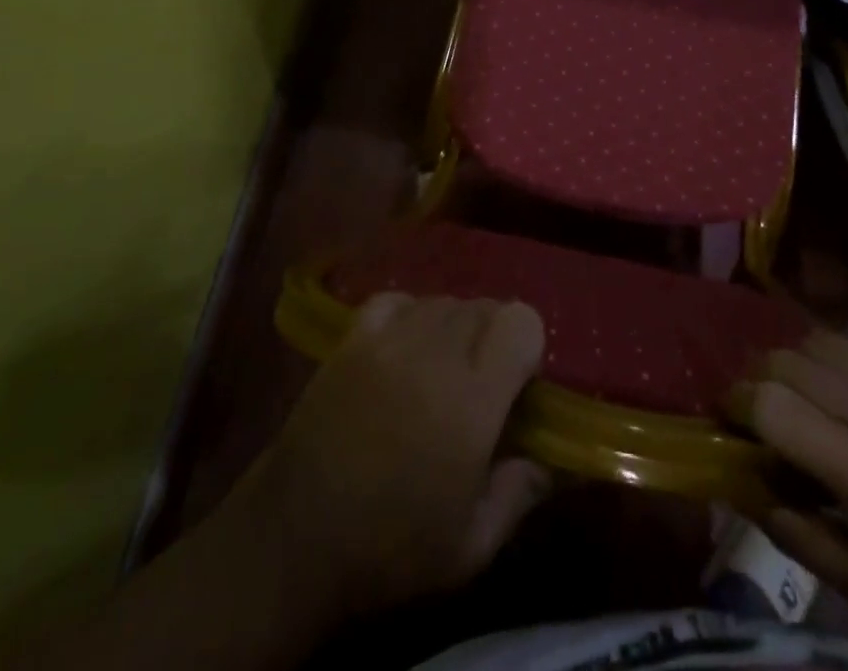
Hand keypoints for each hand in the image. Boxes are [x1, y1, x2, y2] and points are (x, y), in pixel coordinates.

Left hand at [233, 294, 552, 623]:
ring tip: (440, 372)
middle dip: (493, 338)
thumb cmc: (389, 547)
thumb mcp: (471, 546)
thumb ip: (520, 493)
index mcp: (472, 397)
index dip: (527, 345)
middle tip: (480, 386)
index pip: (520, 320)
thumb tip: (553, 460)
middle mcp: (435, 351)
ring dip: (455, 327)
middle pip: (484, 305)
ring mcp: (389, 338)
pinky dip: (411, 315)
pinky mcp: (353, 337)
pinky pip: (398, 300)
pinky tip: (405, 350)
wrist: (293, 538)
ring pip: (444, 300)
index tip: (517, 385)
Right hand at [731, 331, 847, 648]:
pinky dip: (845, 369)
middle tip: (761, 407)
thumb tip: (746, 489)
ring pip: (822, 340)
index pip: (769, 401)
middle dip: (759, 376)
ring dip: (797, 361)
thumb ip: (799, 538)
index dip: (737, 402)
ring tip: (804, 394)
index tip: (729, 417)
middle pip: (787, 358)